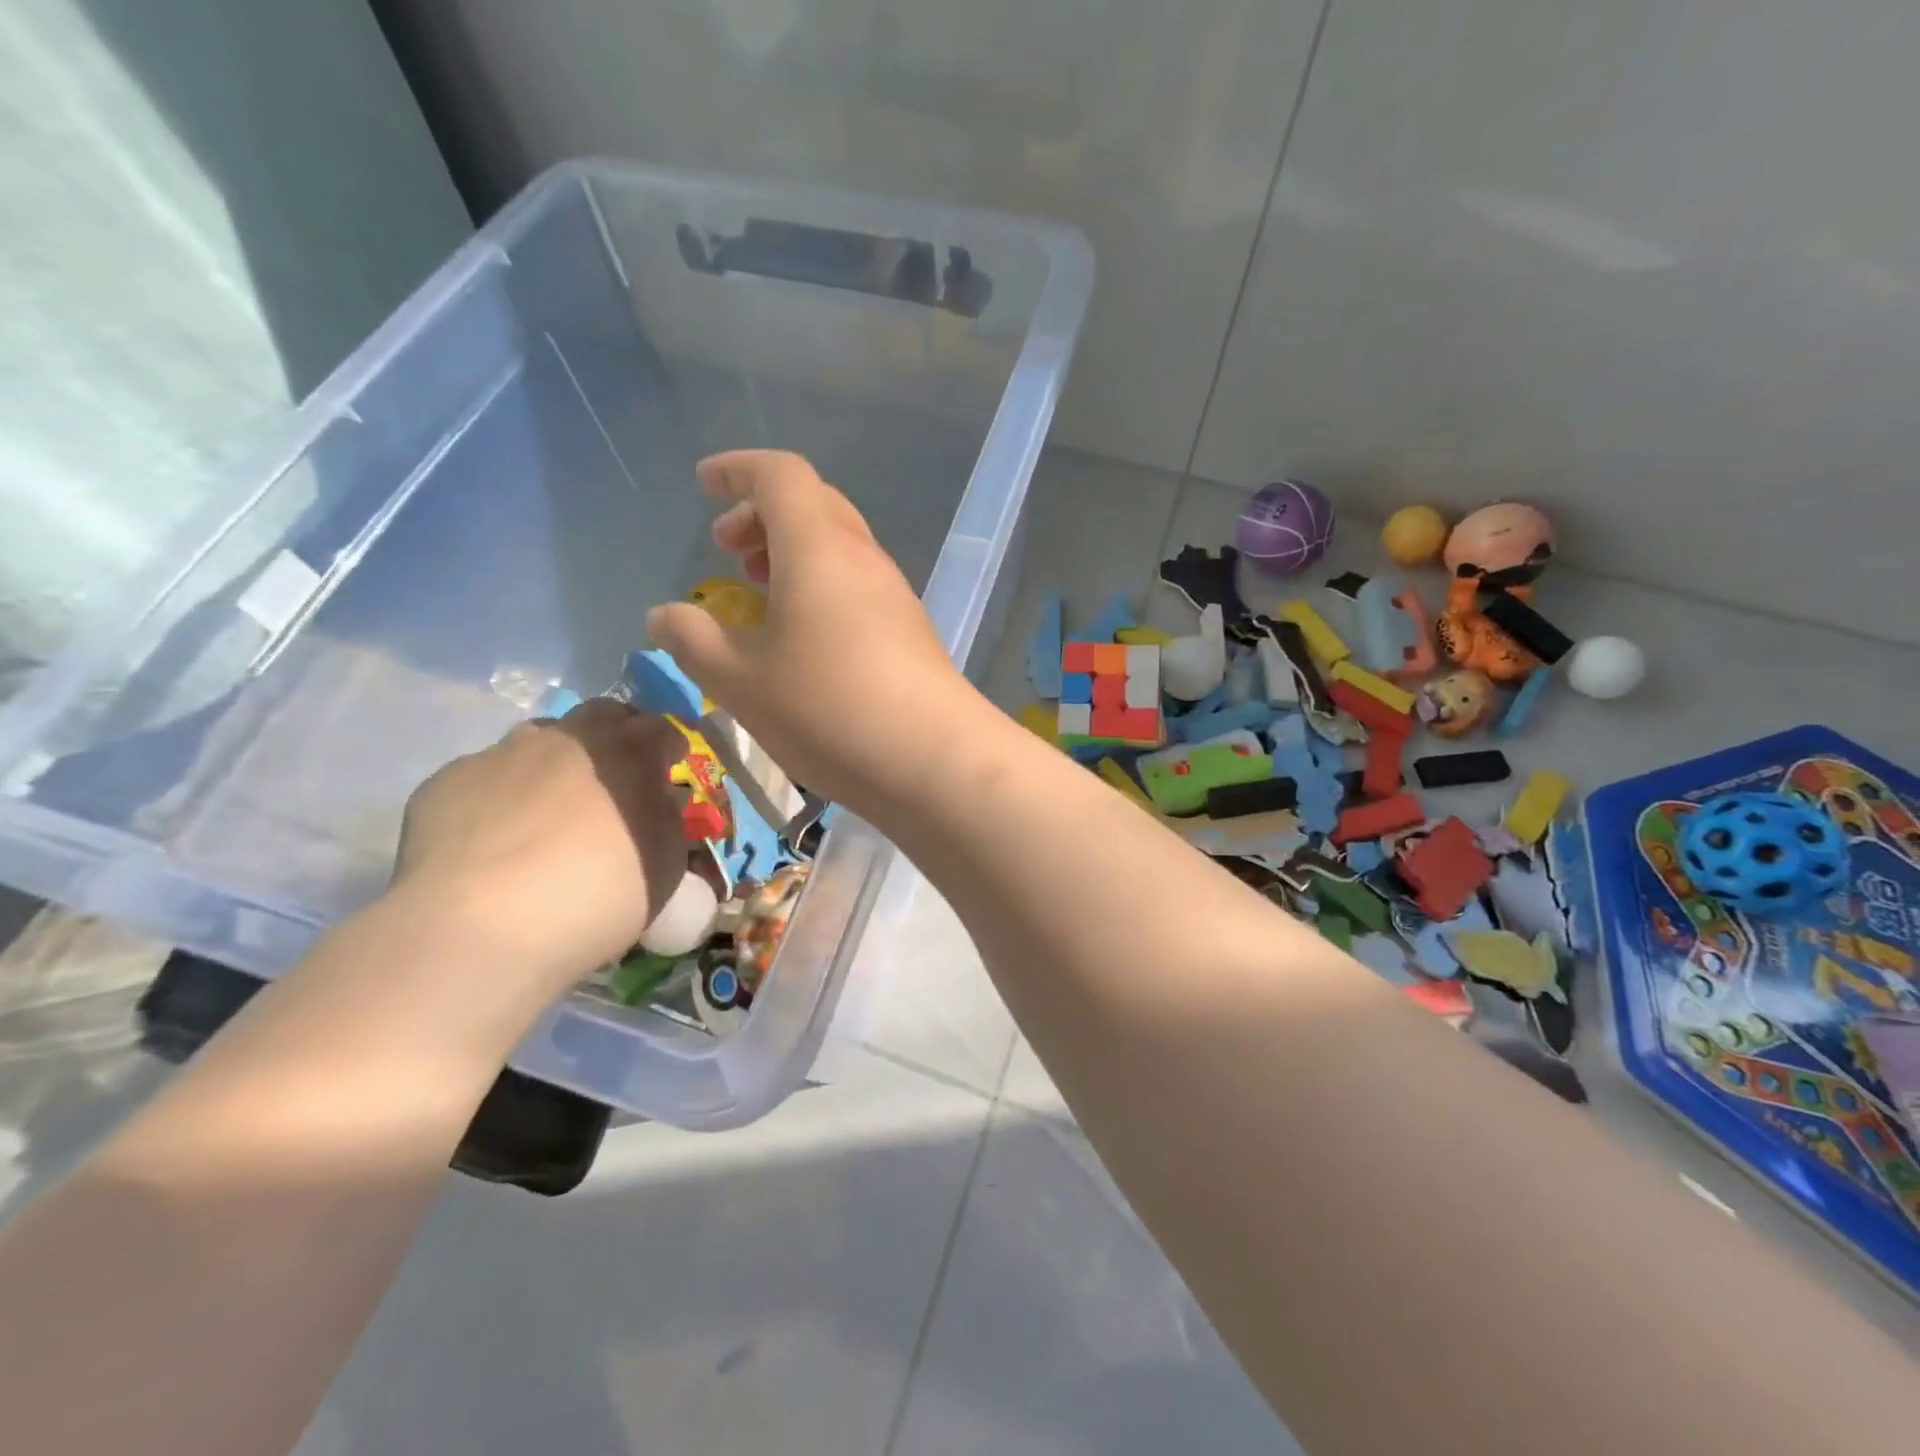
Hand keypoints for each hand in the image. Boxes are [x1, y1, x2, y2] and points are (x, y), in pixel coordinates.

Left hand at [391, 699, 687, 989]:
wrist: (478, 929)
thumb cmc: (595, 896)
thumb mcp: (665, 867)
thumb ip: (668, 821)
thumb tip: (658, 800)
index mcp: (627, 753)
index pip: (662, 728)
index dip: (670, 746)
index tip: (670, 768)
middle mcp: (567, 738)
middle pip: (602, 715)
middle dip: (618, 735)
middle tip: (619, 775)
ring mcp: (502, 753)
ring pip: (540, 738)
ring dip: (558, 759)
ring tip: (553, 804)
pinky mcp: (448, 779)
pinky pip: (488, 775)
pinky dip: (504, 793)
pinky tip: (496, 836)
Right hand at [646, 451, 983, 810]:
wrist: (934, 759)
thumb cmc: (827, 709)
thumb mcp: (741, 681)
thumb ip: (693, 641)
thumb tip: (664, 616)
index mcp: (818, 546)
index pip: (779, 475)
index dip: (738, 470)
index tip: (705, 484)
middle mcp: (862, 557)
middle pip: (813, 505)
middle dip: (762, 515)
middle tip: (727, 551)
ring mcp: (894, 594)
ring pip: (839, 547)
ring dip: (793, 554)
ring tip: (758, 592)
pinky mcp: (911, 631)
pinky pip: (858, 586)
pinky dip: (821, 588)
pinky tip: (803, 637)